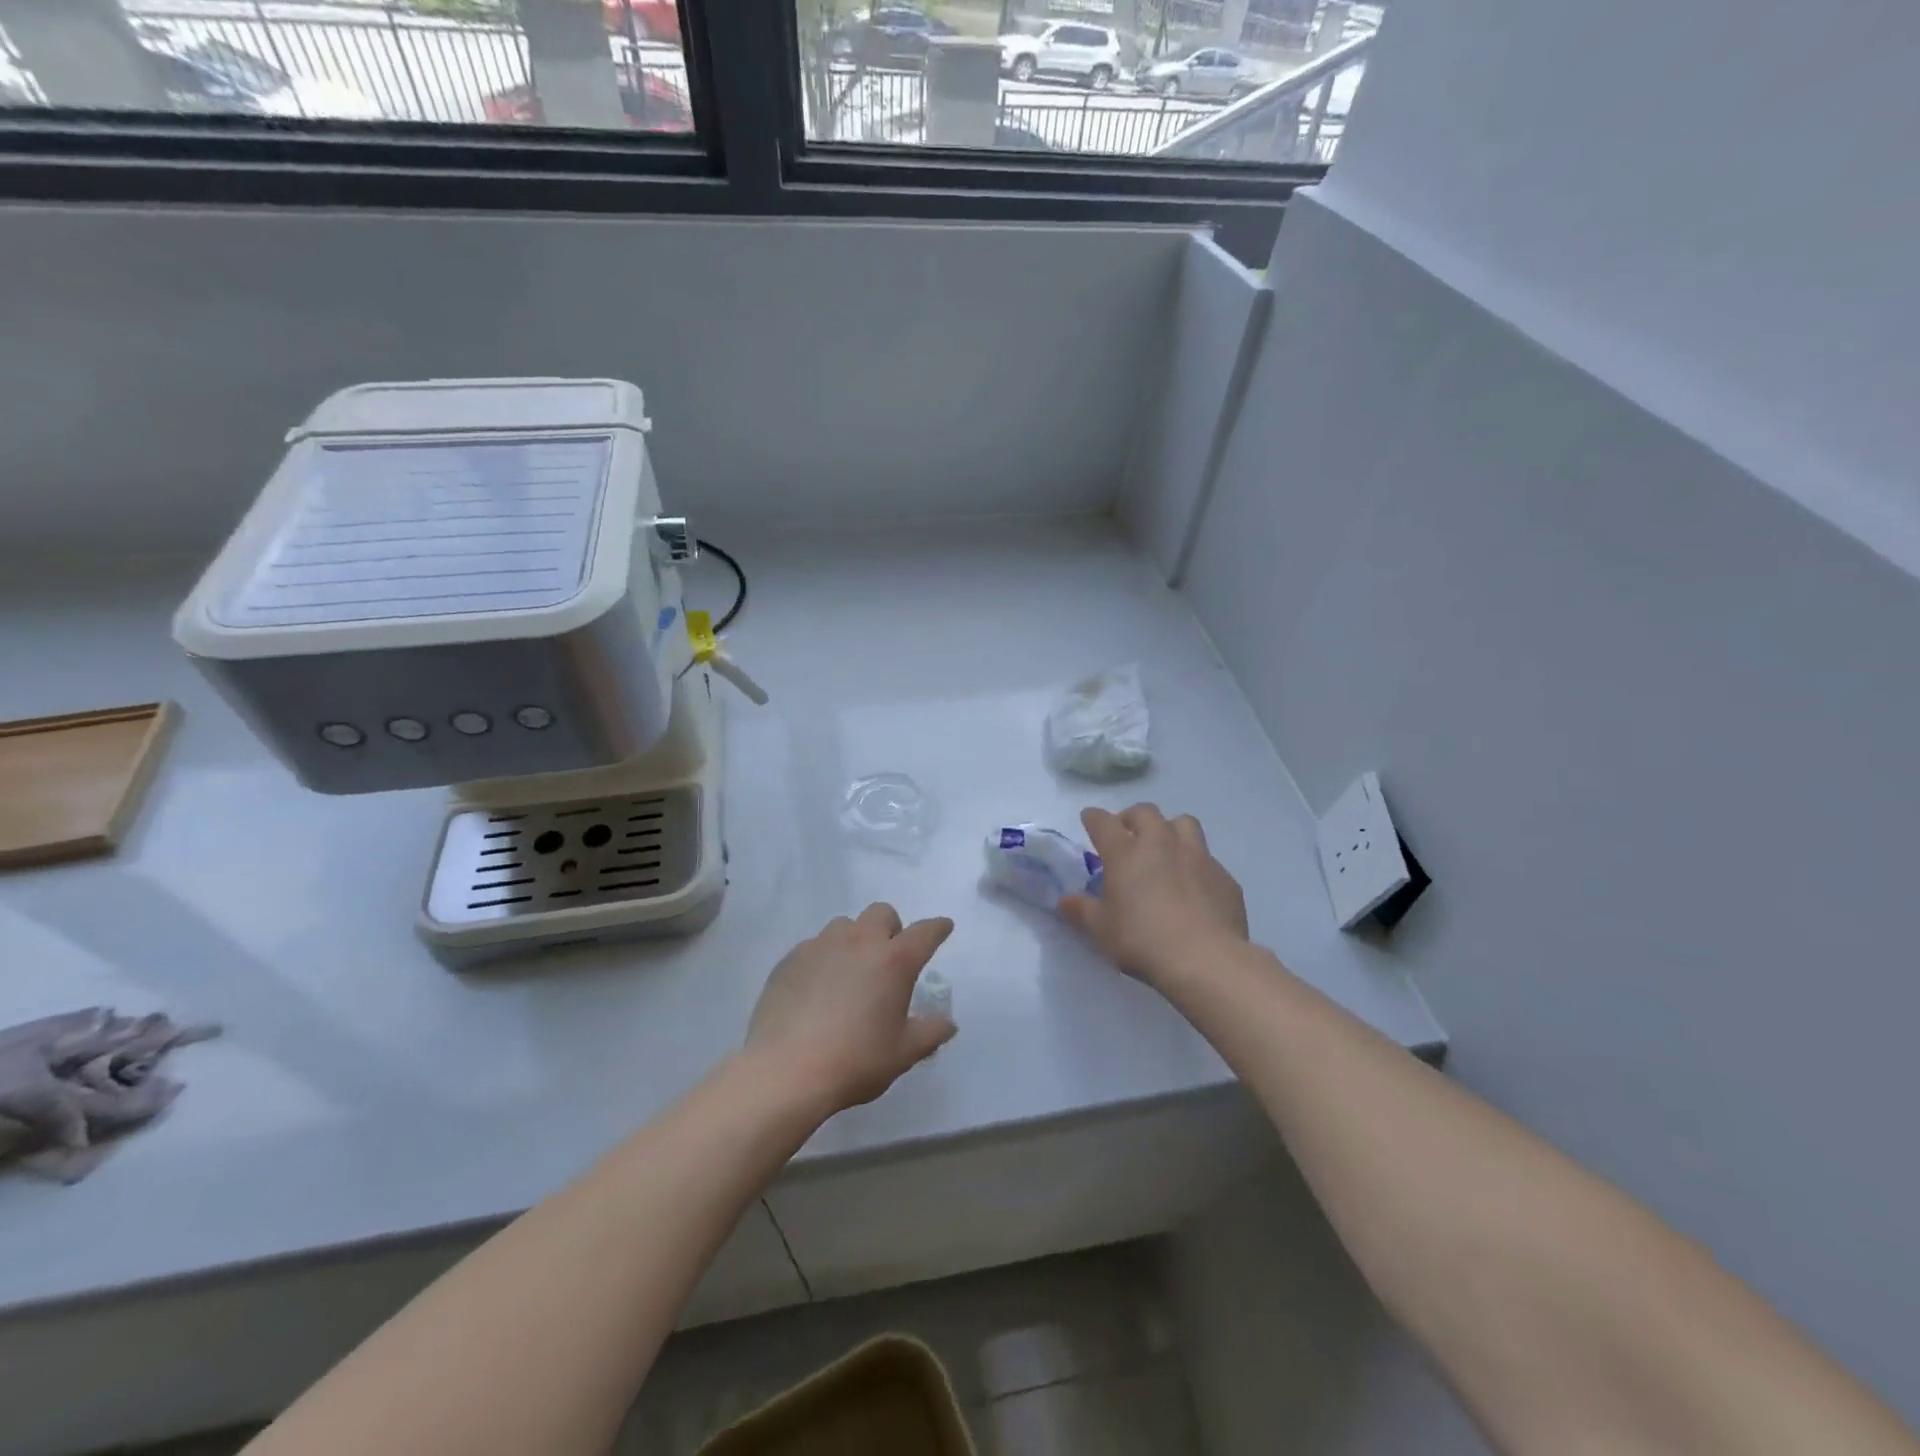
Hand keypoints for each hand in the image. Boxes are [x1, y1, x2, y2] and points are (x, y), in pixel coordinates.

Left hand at [745, 904, 956, 1115]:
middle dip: (891, 928)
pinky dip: (824, 957)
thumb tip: (947, 1023)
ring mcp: (821, 946)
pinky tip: (817, 987)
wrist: (785, 1071)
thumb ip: (930, 1033)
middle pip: (882, 913)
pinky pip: (814, 945)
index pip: (925, 932)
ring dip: (855, 939)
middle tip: (889, 958)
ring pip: (845, 925)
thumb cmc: (855, 1061)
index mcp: (894, 960)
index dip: (937, 928)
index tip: (943, 928)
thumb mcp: (903, 1054)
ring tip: (850, 971)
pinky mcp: (790, 958)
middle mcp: (860, 942)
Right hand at [1060, 805, 1247, 990]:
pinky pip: (1207, 858)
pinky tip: (1194, 886)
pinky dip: (1195, 864)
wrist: (1206, 959)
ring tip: (1165, 850)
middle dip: (1132, 818)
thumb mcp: (1102, 931)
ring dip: (1169, 830)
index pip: (1103, 822)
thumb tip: (1065, 901)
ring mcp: (1197, 856)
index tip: (1089, 820)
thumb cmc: (1143, 941)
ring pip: (1183, 823)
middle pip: (1145, 813)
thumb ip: (1083, 911)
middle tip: (1127, 835)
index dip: (1093, 818)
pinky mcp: (1223, 876)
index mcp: (1125, 853)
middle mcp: (1161, 844)